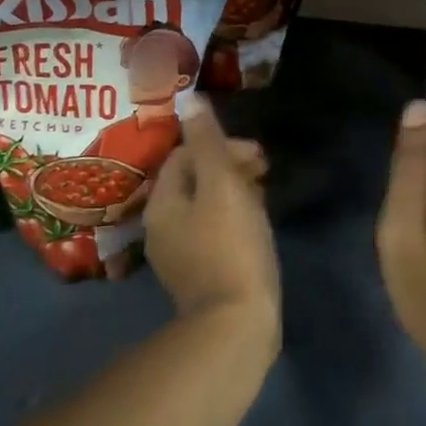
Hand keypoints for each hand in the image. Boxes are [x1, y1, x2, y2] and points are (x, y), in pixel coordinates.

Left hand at [145, 96, 277, 339]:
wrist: (236, 326)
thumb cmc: (231, 246)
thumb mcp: (222, 184)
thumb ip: (207, 141)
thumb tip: (190, 99)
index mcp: (162, 203)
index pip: (184, 154)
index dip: (220, 146)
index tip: (257, 157)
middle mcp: (161, 227)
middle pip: (194, 179)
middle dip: (228, 167)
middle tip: (264, 173)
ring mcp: (179, 254)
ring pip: (205, 205)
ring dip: (234, 192)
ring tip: (264, 196)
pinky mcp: (200, 275)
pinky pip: (213, 231)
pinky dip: (234, 218)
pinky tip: (256, 226)